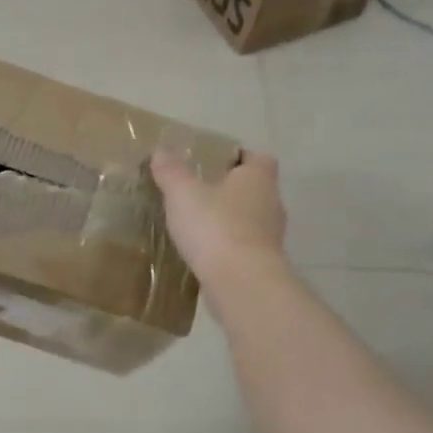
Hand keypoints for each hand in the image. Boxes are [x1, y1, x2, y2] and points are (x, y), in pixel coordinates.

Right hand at [150, 148, 287, 290]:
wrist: (240, 281)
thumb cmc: (215, 226)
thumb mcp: (183, 194)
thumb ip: (171, 172)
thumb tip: (160, 151)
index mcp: (258, 178)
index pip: (257, 158)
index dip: (239, 157)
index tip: (216, 163)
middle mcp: (271, 203)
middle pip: (255, 189)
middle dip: (231, 190)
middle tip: (200, 193)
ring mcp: (271, 236)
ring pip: (250, 220)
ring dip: (230, 221)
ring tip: (199, 225)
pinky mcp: (263, 263)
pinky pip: (244, 247)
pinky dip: (228, 247)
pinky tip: (205, 253)